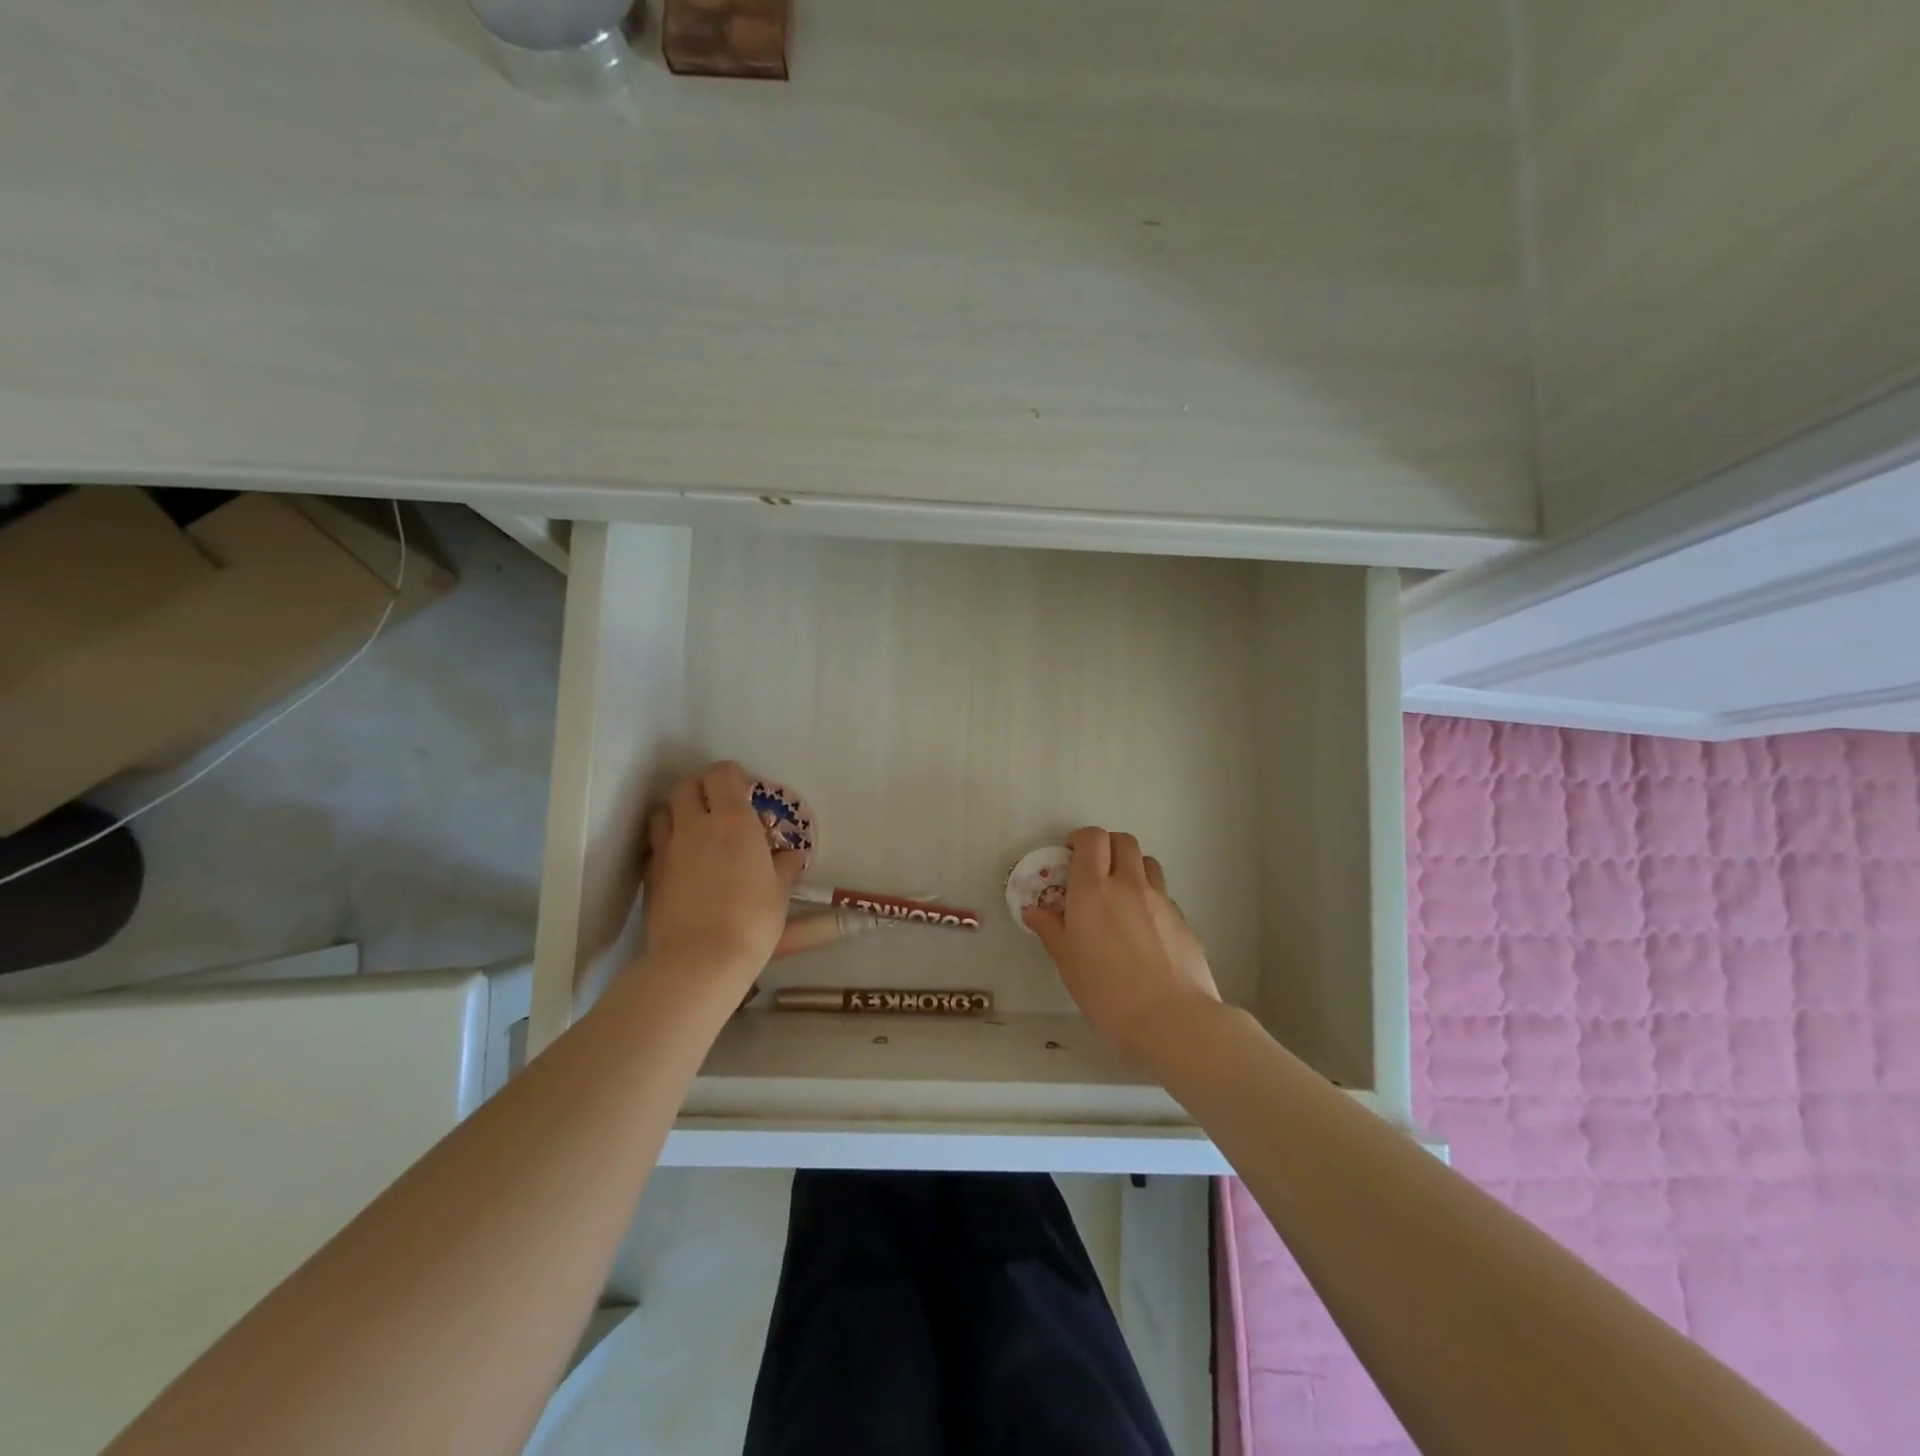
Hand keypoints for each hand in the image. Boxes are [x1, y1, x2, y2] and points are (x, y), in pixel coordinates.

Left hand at [639, 761, 805, 990]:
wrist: (699, 960)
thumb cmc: (752, 920)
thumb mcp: (780, 892)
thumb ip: (784, 867)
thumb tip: (791, 856)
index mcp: (733, 820)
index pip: (722, 773)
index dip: (733, 776)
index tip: (746, 793)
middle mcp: (695, 825)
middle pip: (687, 785)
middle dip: (703, 789)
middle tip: (720, 808)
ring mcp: (667, 848)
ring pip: (662, 810)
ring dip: (678, 812)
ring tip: (695, 831)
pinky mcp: (649, 874)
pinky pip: (654, 843)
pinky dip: (666, 843)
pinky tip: (681, 863)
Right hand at [1023, 826, 1222, 1062]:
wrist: (1172, 1019)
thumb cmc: (1108, 993)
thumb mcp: (1068, 963)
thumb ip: (1051, 930)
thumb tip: (1033, 910)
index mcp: (1093, 890)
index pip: (1092, 839)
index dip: (1080, 840)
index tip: (1070, 856)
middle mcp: (1128, 884)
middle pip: (1123, 841)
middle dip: (1107, 847)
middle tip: (1094, 871)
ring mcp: (1160, 900)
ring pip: (1147, 862)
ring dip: (1131, 867)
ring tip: (1121, 895)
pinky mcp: (1183, 919)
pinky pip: (1163, 894)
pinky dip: (1150, 898)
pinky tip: (1144, 929)